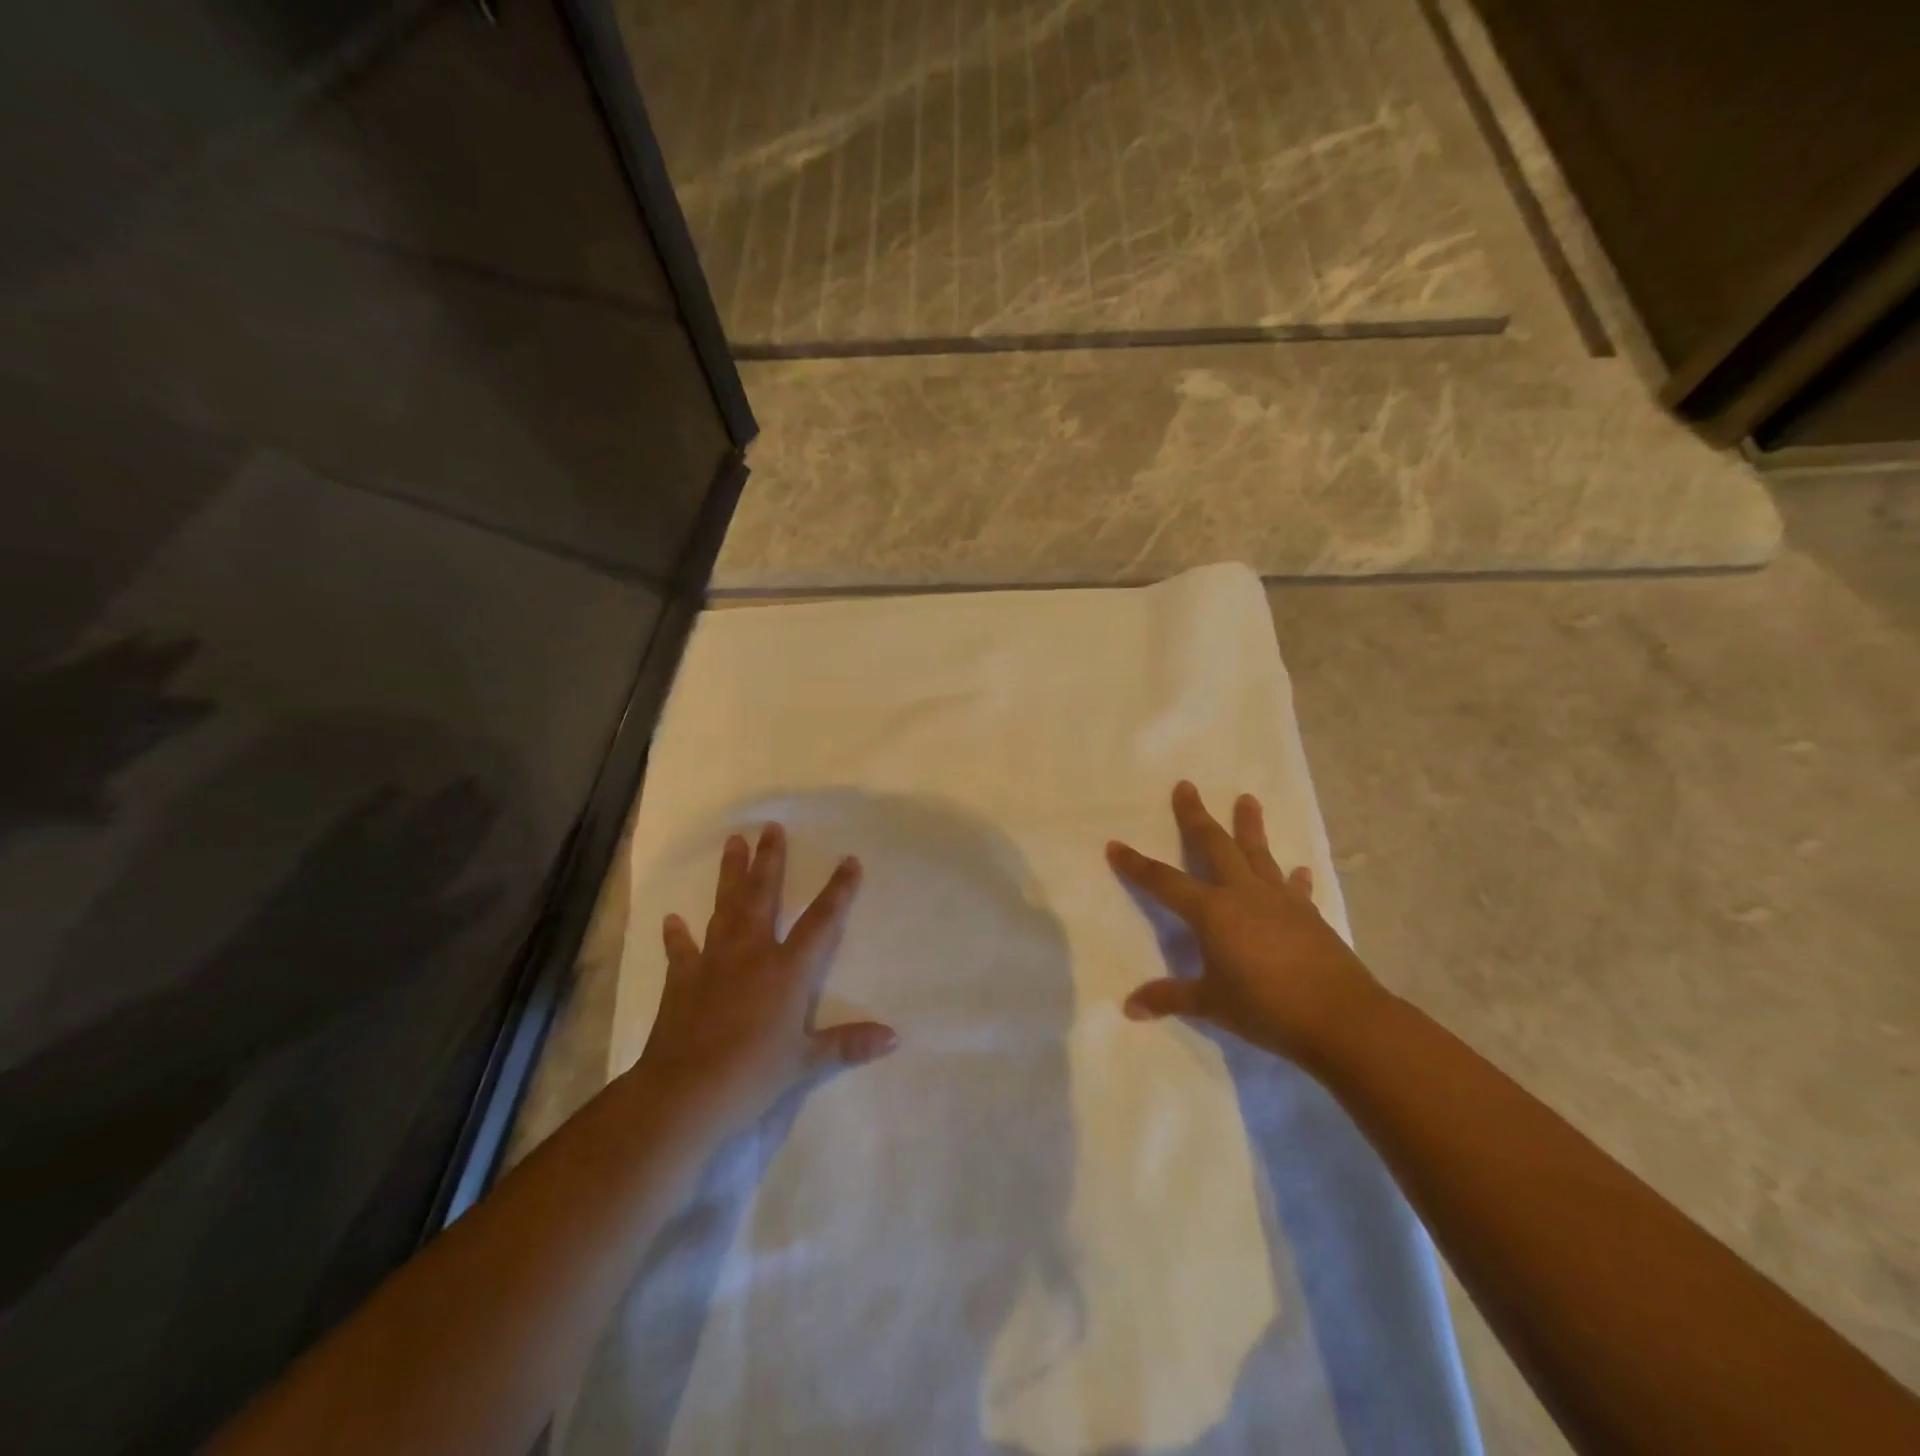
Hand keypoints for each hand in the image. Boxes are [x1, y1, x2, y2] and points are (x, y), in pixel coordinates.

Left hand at [636, 823, 898, 1134]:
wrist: (685, 1094)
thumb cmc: (753, 1075)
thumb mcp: (806, 1062)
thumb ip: (849, 1044)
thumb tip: (894, 1038)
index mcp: (787, 970)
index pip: (821, 921)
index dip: (838, 890)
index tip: (848, 859)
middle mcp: (752, 953)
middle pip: (764, 896)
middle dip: (770, 861)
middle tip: (771, 828)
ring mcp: (714, 962)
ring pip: (725, 908)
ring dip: (730, 875)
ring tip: (733, 843)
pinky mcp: (682, 979)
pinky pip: (681, 950)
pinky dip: (677, 935)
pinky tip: (672, 918)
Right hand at [1107, 781, 1383, 1065]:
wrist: (1340, 1017)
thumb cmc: (1266, 1007)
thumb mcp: (1211, 1004)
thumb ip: (1170, 997)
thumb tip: (1129, 1007)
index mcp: (1212, 912)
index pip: (1164, 882)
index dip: (1137, 865)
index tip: (1115, 844)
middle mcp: (1243, 894)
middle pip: (1214, 845)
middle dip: (1195, 816)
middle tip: (1186, 786)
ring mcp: (1279, 901)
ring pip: (1258, 853)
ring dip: (1250, 825)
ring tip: (1248, 798)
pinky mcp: (1309, 915)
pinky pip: (1296, 888)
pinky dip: (1293, 878)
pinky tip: (1298, 869)